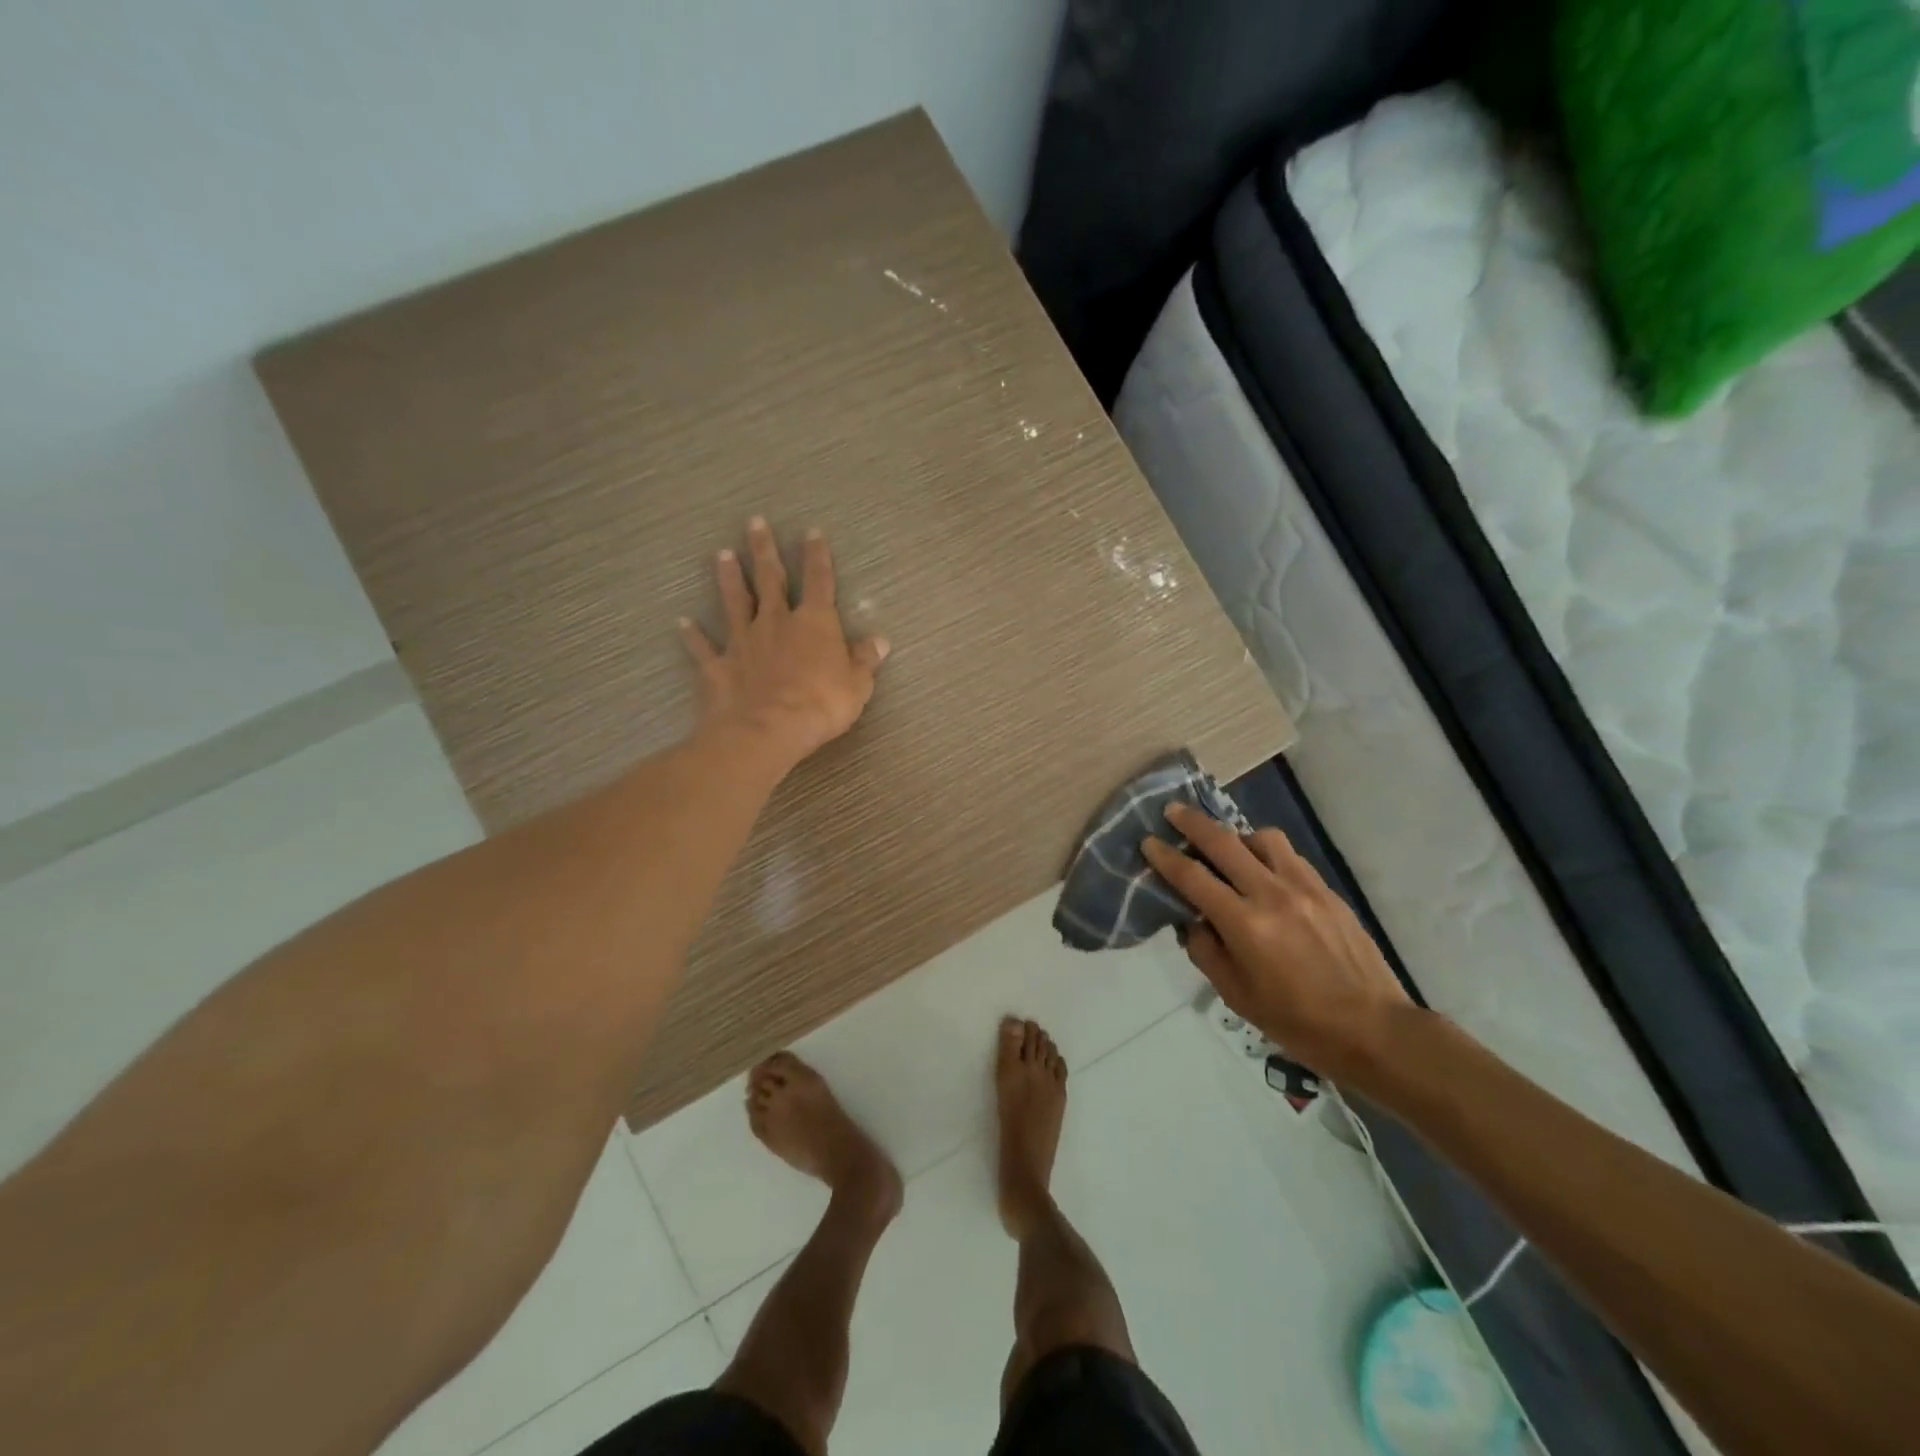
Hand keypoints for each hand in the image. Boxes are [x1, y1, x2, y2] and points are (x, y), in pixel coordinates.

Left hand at [680, 517, 888, 769]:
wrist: (768, 730)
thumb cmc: (820, 705)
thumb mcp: (857, 685)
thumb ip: (865, 660)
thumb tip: (880, 640)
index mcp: (813, 622)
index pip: (818, 581)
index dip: (816, 556)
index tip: (811, 532)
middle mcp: (775, 622)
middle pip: (769, 579)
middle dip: (764, 550)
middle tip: (754, 522)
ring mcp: (743, 642)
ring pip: (734, 602)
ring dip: (728, 578)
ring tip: (722, 554)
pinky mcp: (718, 666)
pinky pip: (703, 648)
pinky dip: (692, 635)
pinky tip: (681, 623)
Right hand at [1142, 803, 1412, 1079]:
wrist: (1374, 1029)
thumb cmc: (1297, 1022)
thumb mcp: (1236, 996)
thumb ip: (1206, 951)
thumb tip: (1193, 920)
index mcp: (1245, 925)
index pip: (1193, 878)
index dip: (1165, 857)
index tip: (1148, 841)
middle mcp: (1272, 895)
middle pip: (1224, 843)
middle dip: (1192, 823)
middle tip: (1172, 810)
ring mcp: (1305, 887)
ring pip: (1262, 839)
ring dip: (1236, 835)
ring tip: (1226, 847)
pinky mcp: (1328, 890)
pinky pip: (1289, 856)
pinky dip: (1267, 852)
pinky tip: (1263, 868)